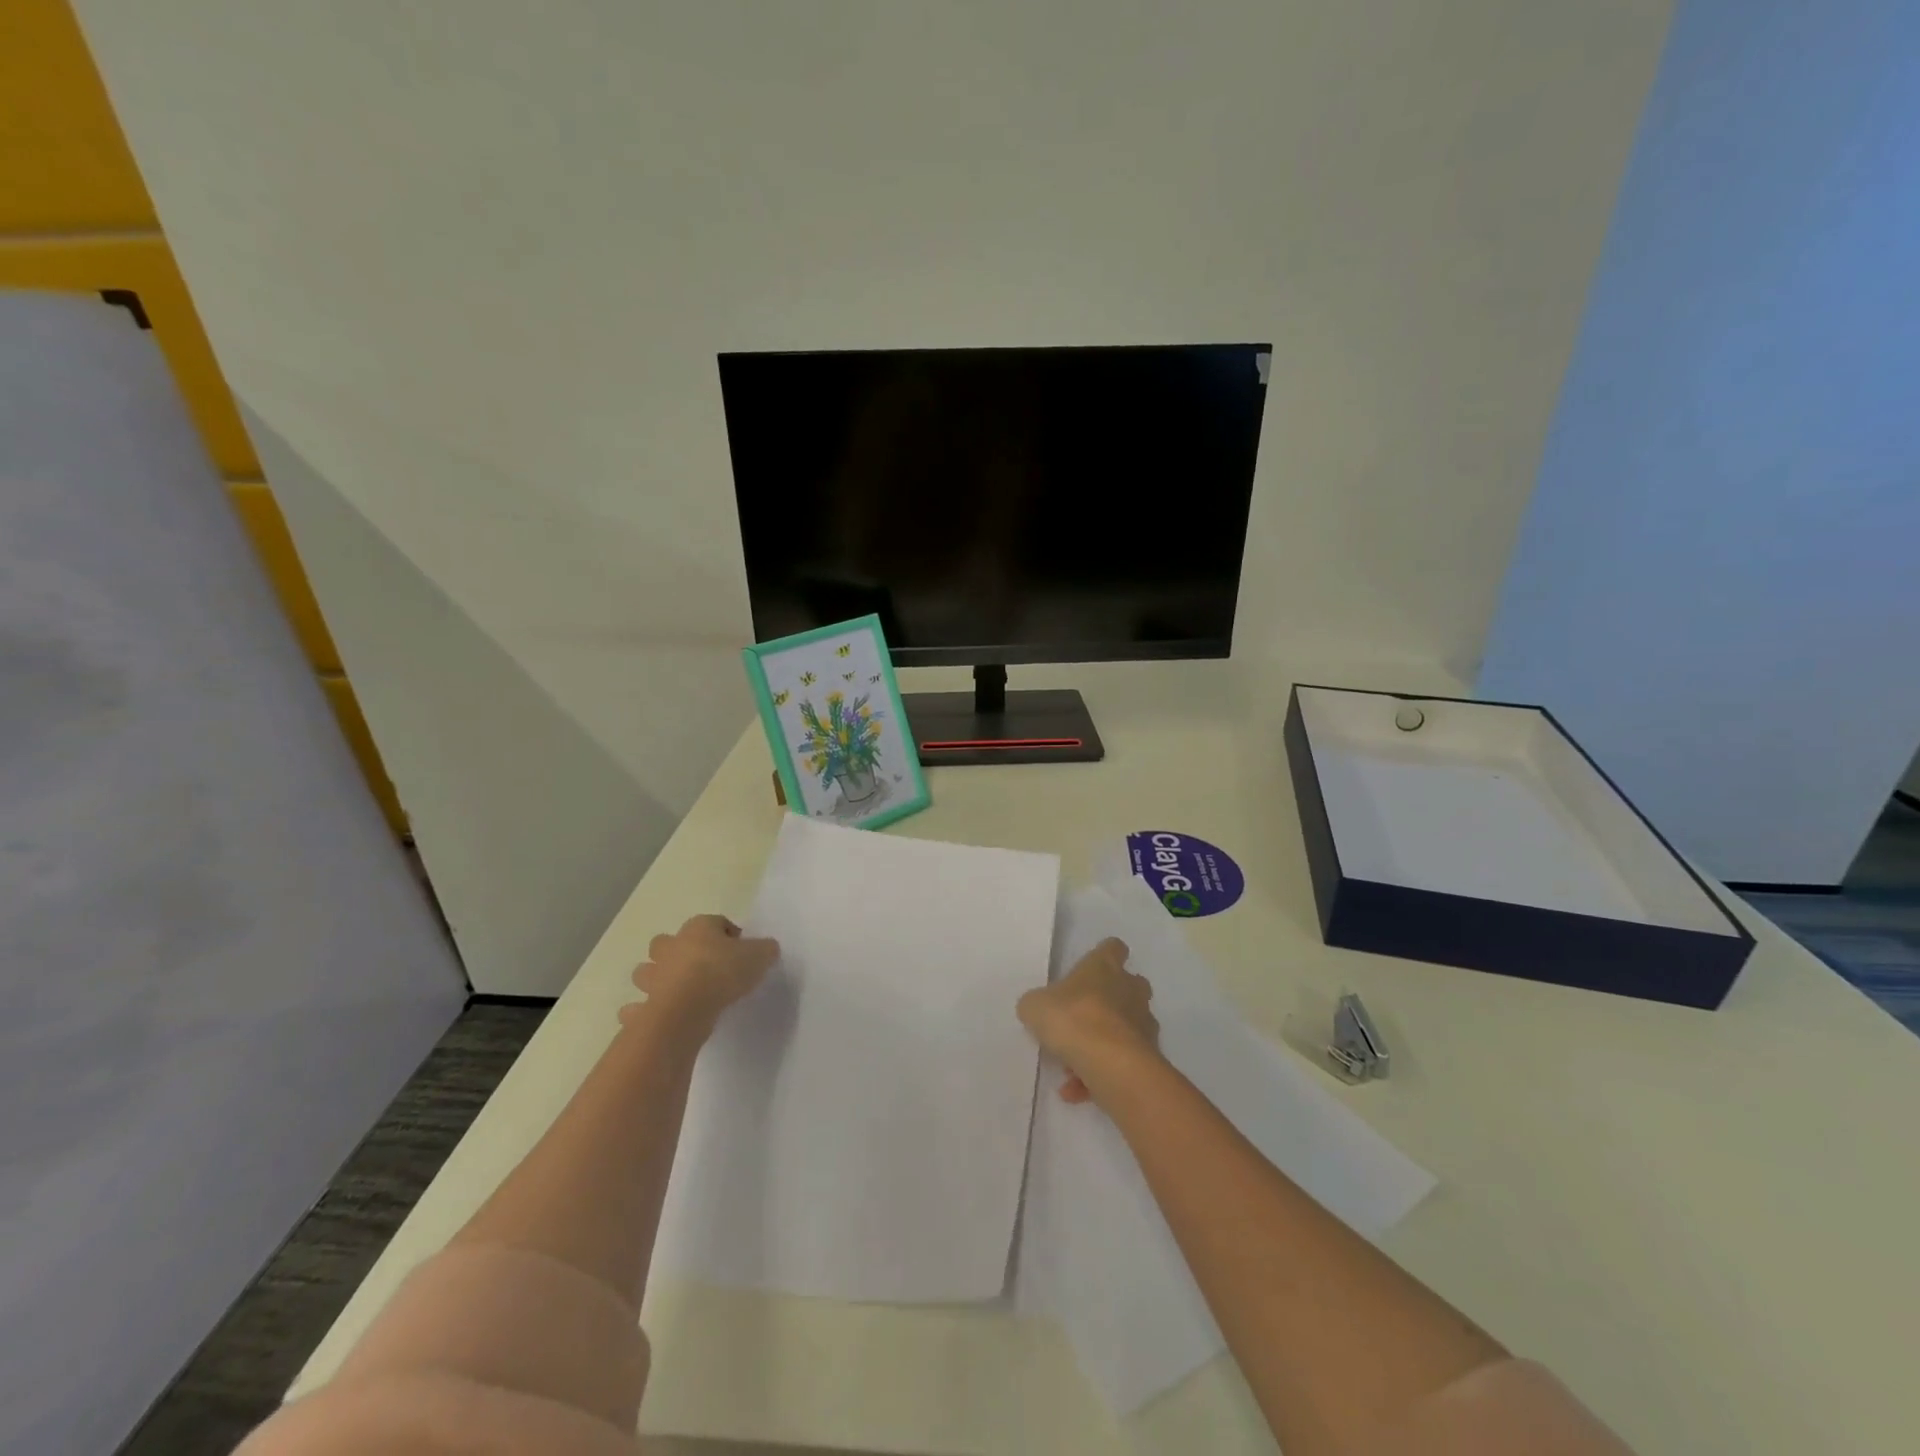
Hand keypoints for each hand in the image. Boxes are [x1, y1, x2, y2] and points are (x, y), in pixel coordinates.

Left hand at [622, 915, 778, 1030]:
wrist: (686, 1009)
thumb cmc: (722, 972)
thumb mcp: (759, 956)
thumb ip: (765, 950)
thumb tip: (767, 949)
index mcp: (699, 928)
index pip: (715, 922)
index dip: (729, 935)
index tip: (741, 952)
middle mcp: (671, 946)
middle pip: (669, 941)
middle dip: (679, 951)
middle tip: (702, 968)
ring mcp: (653, 975)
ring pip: (647, 971)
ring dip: (657, 978)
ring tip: (678, 993)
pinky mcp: (643, 1005)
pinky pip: (637, 1007)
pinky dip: (642, 1011)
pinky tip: (658, 1018)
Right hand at [1017, 938, 1160, 1103]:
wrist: (1109, 1063)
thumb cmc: (1072, 1018)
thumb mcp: (1035, 1006)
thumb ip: (1037, 1004)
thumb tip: (1038, 1009)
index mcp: (1104, 967)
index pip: (1113, 948)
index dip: (1104, 956)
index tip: (1091, 969)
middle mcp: (1130, 990)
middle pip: (1130, 986)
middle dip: (1111, 1001)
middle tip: (1084, 1018)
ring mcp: (1144, 1024)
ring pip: (1126, 1028)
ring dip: (1103, 1045)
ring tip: (1072, 1069)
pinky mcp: (1149, 1056)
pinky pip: (1122, 1063)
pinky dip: (1101, 1076)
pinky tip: (1076, 1092)